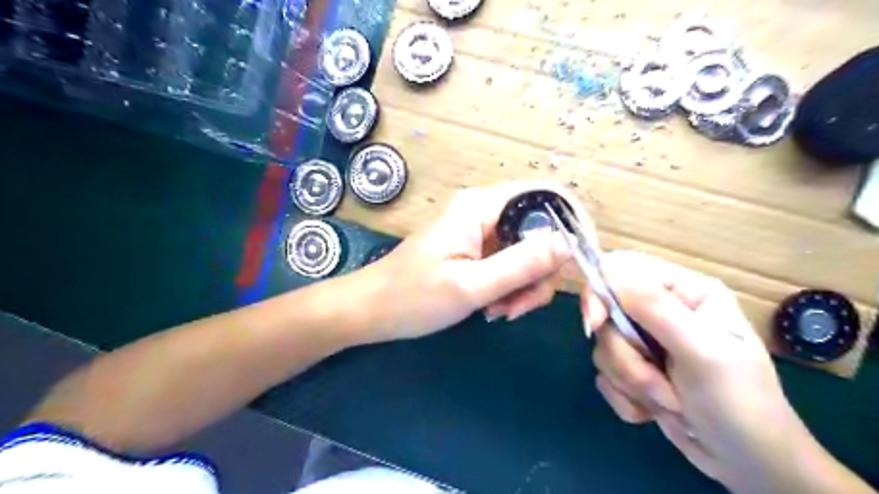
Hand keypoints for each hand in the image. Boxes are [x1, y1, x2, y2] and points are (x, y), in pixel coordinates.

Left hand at [360, 181, 574, 343]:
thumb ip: (521, 264)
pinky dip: (511, 289)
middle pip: (541, 231)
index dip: (573, 225)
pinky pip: (511, 265)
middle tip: (518, 307)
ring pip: (529, 253)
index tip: (579, 267)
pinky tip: (492, 308)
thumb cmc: (412, 298)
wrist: (370, 311)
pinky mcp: (477, 251)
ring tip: (498, 311)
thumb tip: (570, 244)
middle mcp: (486, 211)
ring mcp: (482, 232)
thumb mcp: (470, 285)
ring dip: (524, 287)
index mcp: (482, 206)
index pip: (548, 196)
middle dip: (541, 273)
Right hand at [582, 251, 817, 489]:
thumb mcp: (702, 351)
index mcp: (683, 291)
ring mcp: (645, 342)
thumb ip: (655, 309)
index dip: (600, 292)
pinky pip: (605, 375)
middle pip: (606, 315)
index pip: (622, 270)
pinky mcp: (634, 370)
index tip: (595, 323)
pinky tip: (654, 412)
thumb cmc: (739, 402)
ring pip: (604, 348)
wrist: (749, 466)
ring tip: (670, 402)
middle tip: (658, 382)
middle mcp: (660, 311)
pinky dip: (627, 398)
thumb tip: (608, 274)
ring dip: (631, 381)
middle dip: (627, 356)